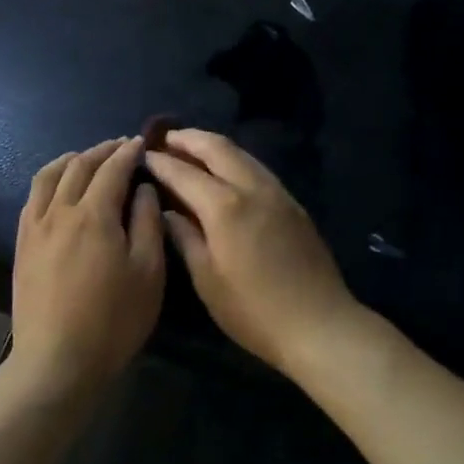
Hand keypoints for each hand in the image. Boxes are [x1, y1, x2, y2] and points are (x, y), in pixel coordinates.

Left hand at [11, 138, 165, 391]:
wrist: (57, 360)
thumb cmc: (113, 320)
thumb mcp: (148, 272)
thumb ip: (147, 223)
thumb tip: (143, 189)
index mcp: (94, 214)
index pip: (112, 169)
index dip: (128, 152)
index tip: (141, 143)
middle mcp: (60, 211)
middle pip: (79, 166)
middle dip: (101, 151)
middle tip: (120, 146)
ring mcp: (35, 227)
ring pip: (48, 177)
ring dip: (71, 160)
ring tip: (86, 157)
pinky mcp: (22, 245)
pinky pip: (32, 198)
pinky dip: (48, 181)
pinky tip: (56, 188)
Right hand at [144, 129, 361, 375]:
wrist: (318, 324)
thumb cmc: (253, 310)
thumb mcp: (207, 279)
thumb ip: (185, 238)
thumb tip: (168, 211)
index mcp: (224, 207)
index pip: (184, 173)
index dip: (161, 162)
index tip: (144, 155)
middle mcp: (252, 188)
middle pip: (218, 148)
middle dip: (189, 139)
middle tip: (166, 138)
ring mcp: (278, 193)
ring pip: (242, 154)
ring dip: (214, 146)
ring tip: (192, 149)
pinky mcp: (293, 204)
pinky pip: (258, 169)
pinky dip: (236, 161)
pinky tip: (225, 173)